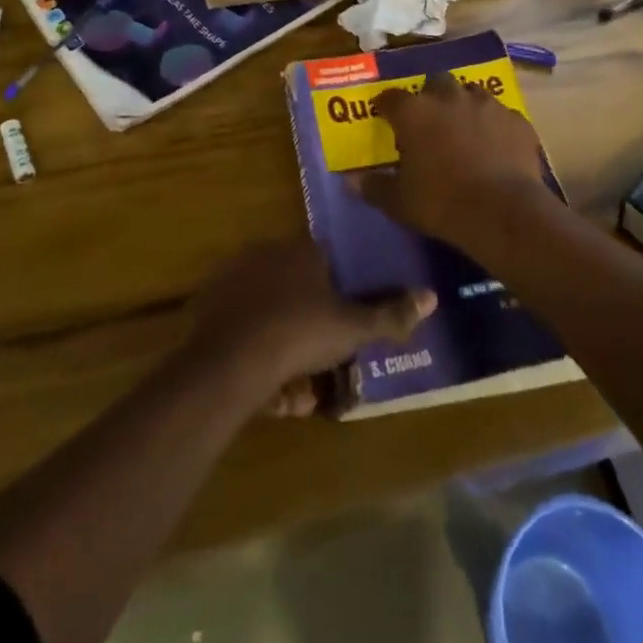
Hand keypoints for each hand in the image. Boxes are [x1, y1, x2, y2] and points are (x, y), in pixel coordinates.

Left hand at [186, 240, 434, 416]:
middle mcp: (267, 254)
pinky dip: (258, 356)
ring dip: (287, 351)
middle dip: (313, 329)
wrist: (229, 363)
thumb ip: (391, 314)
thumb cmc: (300, 333)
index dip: (341, 294)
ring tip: (298, 393)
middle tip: (323, 367)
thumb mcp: (353, 328)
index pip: (329, 261)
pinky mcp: (210, 307)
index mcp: (302, 250)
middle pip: (300, 290)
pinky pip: (245, 331)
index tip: (347, 325)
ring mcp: (235, 278)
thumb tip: (431, 296)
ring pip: (272, 316)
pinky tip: (269, 391)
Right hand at [360, 71, 554, 250]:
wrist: (502, 210)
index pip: (391, 97)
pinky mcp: (516, 119)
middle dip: (430, 96)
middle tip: (429, 120)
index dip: (386, 105)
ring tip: (463, 129)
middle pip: (435, 82)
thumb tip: (350, 181)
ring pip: (470, 93)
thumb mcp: (399, 202)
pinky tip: (495, 145)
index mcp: (415, 112)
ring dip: (463, 106)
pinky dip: (494, 126)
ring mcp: (487, 104)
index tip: (383, 115)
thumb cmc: (441, 203)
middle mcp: (449, 97)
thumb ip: (373, 187)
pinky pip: (501, 116)